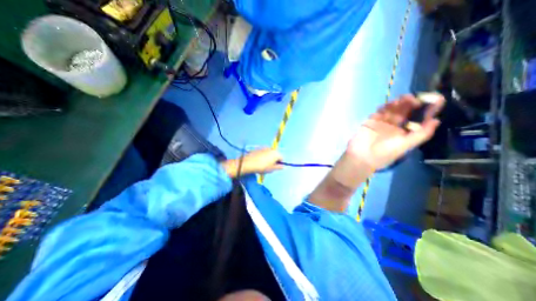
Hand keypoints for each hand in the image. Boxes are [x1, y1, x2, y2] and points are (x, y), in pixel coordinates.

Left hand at [221, 147, 282, 177]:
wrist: (249, 163)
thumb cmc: (262, 167)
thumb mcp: (271, 169)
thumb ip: (278, 167)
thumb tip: (283, 166)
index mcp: (276, 153)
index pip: (281, 158)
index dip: (279, 163)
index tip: (275, 168)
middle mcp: (271, 149)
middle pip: (275, 154)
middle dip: (274, 160)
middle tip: (270, 166)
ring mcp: (264, 147)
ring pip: (269, 153)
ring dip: (268, 157)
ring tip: (263, 164)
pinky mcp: (258, 148)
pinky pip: (263, 152)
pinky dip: (263, 156)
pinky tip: (259, 161)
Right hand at [348, 93, 443, 169]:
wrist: (362, 156)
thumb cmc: (384, 153)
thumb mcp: (405, 145)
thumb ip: (421, 134)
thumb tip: (436, 120)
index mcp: (405, 133)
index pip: (418, 119)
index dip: (427, 111)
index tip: (436, 100)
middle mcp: (394, 126)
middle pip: (405, 112)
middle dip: (411, 104)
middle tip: (416, 97)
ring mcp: (382, 123)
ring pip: (392, 110)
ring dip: (398, 104)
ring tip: (404, 99)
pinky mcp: (371, 121)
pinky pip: (379, 112)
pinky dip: (385, 107)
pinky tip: (390, 104)